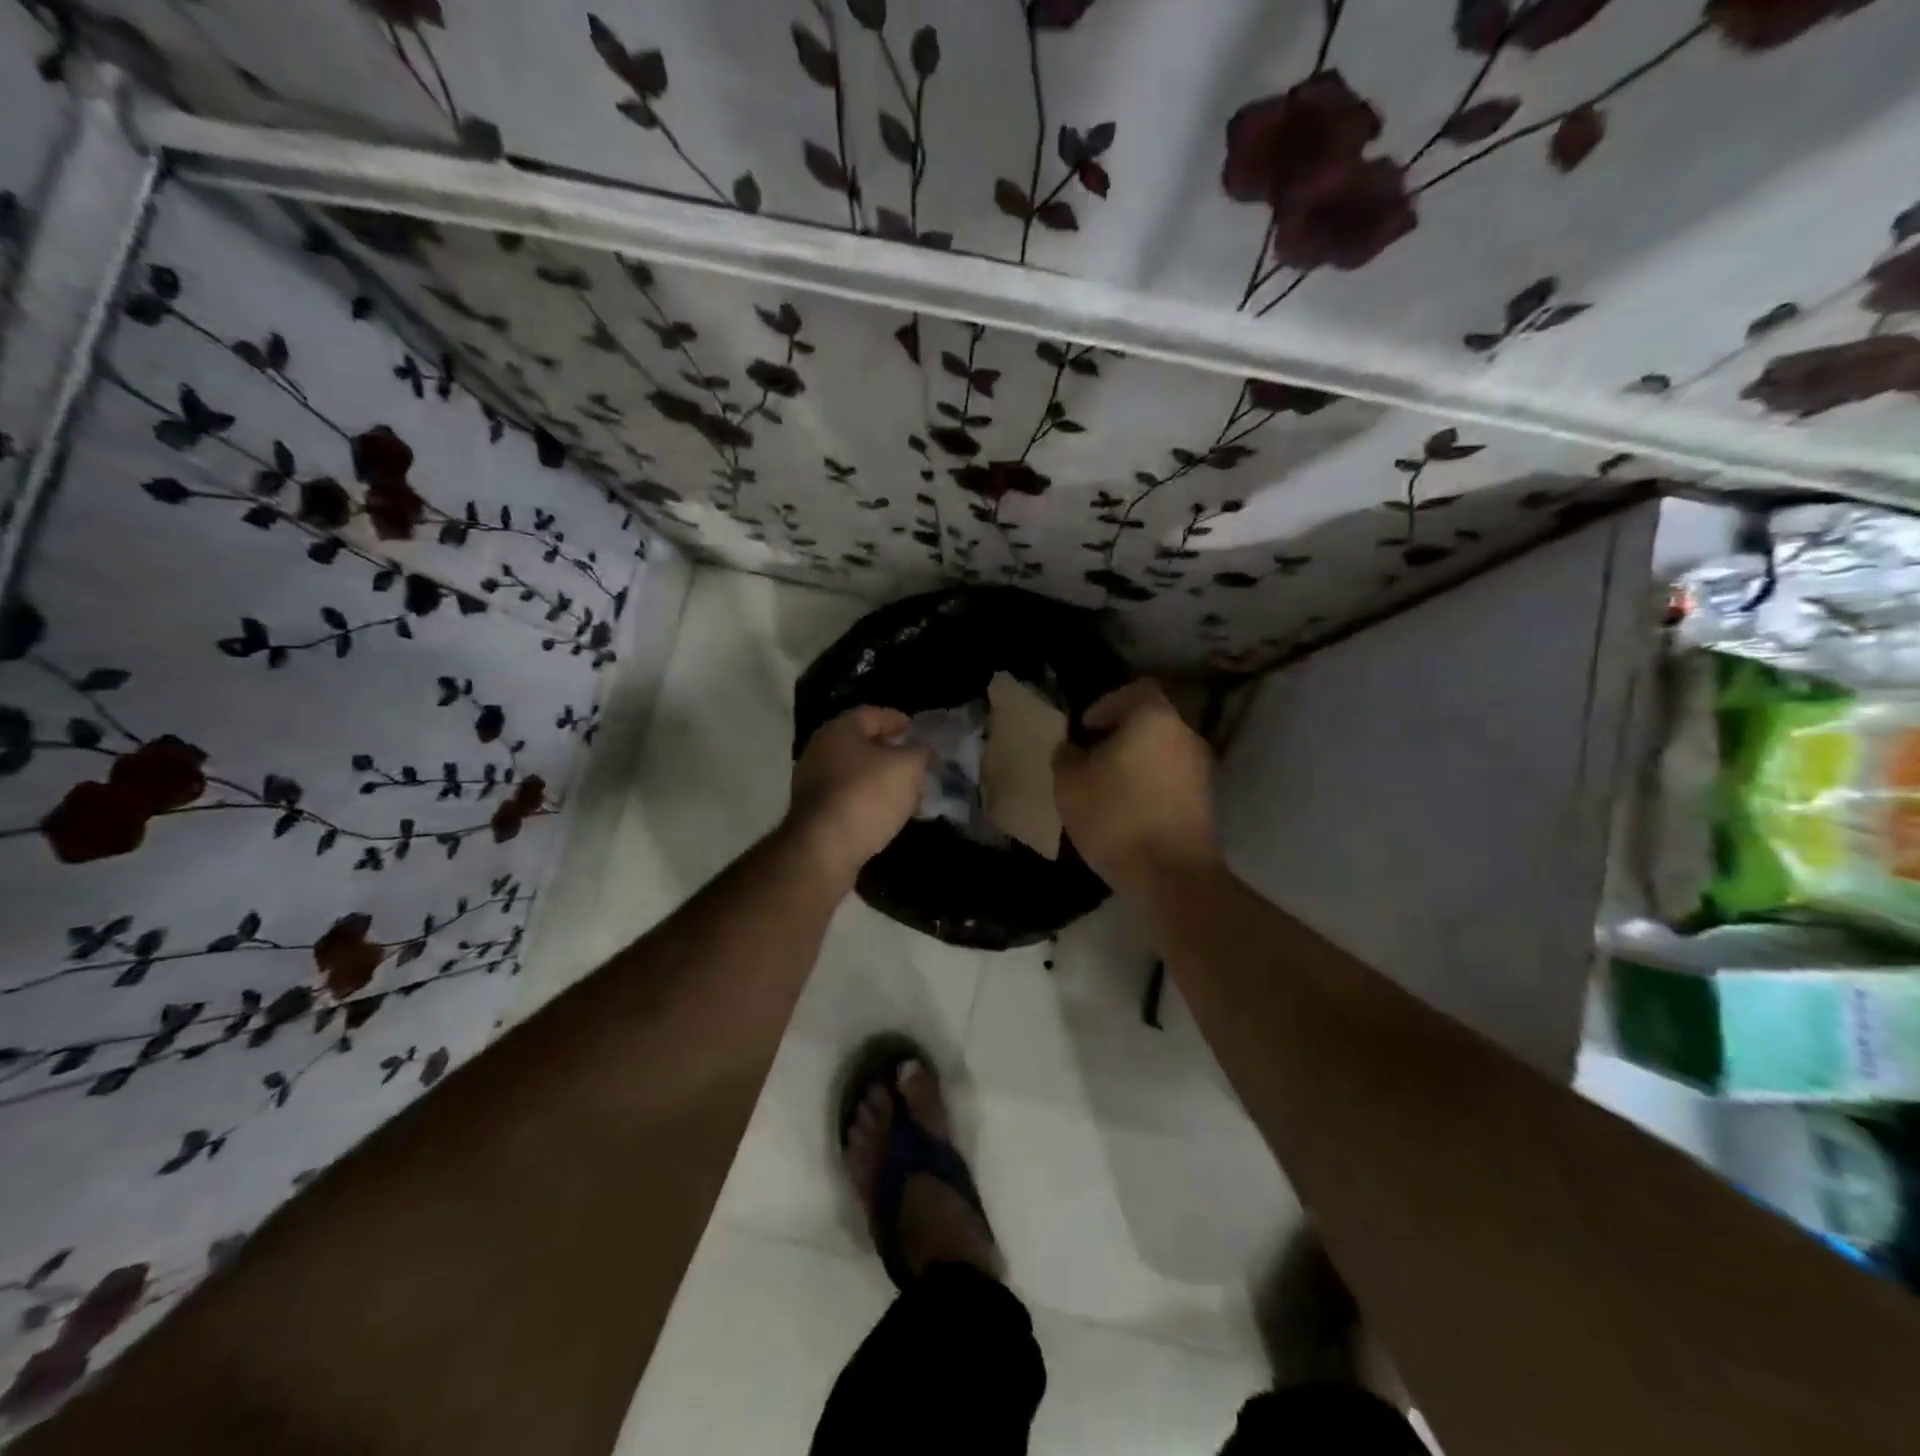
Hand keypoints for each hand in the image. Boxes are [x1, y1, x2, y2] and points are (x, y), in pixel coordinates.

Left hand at [786, 706, 931, 886]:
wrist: (824, 847)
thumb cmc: (868, 794)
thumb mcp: (908, 767)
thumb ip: (920, 752)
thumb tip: (923, 750)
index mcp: (840, 728)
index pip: (873, 714)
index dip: (898, 720)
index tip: (917, 731)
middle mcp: (820, 748)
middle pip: (861, 743)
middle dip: (889, 751)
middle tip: (914, 761)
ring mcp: (811, 781)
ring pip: (853, 771)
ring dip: (878, 778)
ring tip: (904, 789)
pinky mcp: (812, 811)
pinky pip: (846, 796)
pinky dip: (866, 799)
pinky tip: (884, 811)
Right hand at [1053, 680, 1219, 893]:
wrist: (1172, 875)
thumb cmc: (1116, 817)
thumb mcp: (1070, 785)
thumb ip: (1067, 757)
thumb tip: (1073, 749)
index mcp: (1154, 718)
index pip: (1136, 690)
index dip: (1108, 704)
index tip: (1087, 728)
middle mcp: (1185, 735)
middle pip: (1151, 722)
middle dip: (1121, 736)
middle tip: (1093, 759)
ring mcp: (1202, 769)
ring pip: (1163, 752)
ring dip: (1138, 763)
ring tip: (1109, 789)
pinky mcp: (1207, 801)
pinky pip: (1173, 779)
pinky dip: (1152, 785)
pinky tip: (1130, 811)